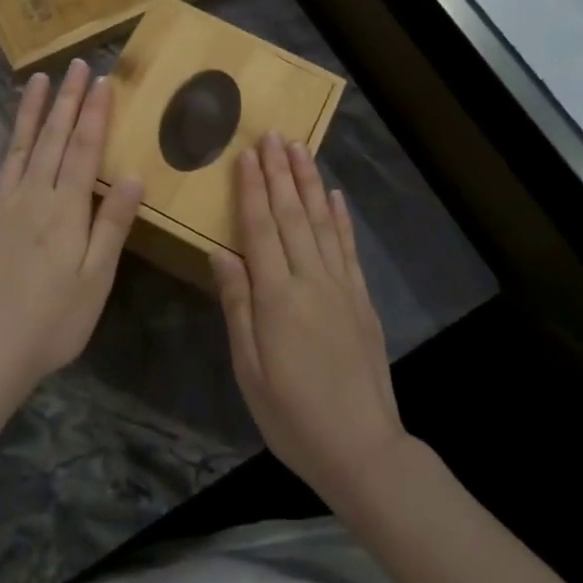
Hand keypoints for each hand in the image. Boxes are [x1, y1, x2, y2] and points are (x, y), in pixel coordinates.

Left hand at [0, 59, 143, 404]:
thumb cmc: (53, 321)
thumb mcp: (96, 278)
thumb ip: (112, 224)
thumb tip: (133, 175)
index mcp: (65, 209)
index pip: (84, 149)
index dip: (95, 113)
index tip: (103, 80)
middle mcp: (31, 195)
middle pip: (52, 138)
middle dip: (67, 100)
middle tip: (75, 66)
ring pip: (16, 148)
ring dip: (29, 112)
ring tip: (38, 80)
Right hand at [211, 133, 405, 502]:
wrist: (362, 447)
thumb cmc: (292, 414)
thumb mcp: (249, 368)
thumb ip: (237, 305)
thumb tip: (220, 252)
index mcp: (276, 296)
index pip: (259, 228)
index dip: (251, 188)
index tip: (246, 154)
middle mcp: (310, 279)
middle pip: (292, 214)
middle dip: (280, 171)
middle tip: (272, 134)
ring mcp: (341, 286)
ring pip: (321, 221)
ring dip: (308, 182)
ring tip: (300, 148)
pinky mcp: (361, 298)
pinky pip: (348, 246)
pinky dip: (340, 217)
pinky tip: (333, 195)